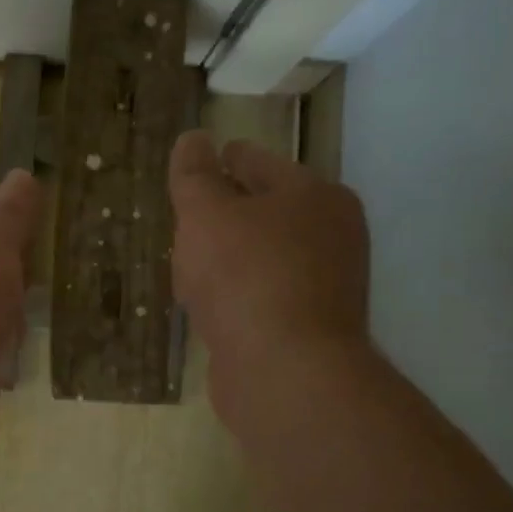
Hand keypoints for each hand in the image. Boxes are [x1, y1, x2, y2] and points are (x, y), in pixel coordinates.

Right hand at [169, 130, 370, 419]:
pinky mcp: (306, 327)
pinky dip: (233, 294)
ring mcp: (322, 284)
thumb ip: (194, 175)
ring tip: (187, 267)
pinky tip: (205, 306)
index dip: (219, 160)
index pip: (256, 161)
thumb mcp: (206, 215)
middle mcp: (330, 235)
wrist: (285, 372)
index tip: (192, 167)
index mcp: (314, 195)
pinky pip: (259, 295)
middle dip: (221, 214)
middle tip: (183, 221)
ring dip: (225, 258)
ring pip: (260, 255)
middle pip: (262, 209)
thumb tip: (193, 139)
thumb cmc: (244, 277)